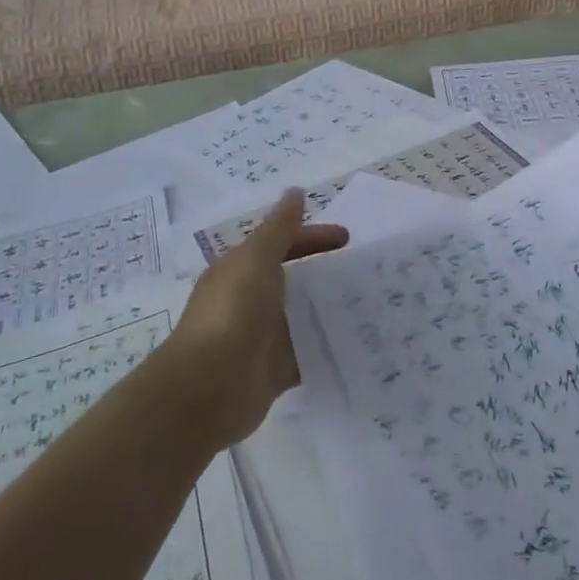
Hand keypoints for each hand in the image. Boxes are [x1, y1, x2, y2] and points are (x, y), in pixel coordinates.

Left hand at [165, 189, 348, 447]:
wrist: (208, 388)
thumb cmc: (233, 312)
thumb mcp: (257, 259)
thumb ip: (280, 228)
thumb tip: (295, 191)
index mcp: (241, 270)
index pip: (282, 243)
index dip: (313, 236)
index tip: (348, 238)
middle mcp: (250, 300)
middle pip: (293, 278)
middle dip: (324, 271)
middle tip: (364, 271)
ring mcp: (262, 337)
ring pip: (301, 317)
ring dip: (328, 309)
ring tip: (369, 304)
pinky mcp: (274, 371)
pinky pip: (306, 354)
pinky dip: (327, 347)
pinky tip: (356, 341)